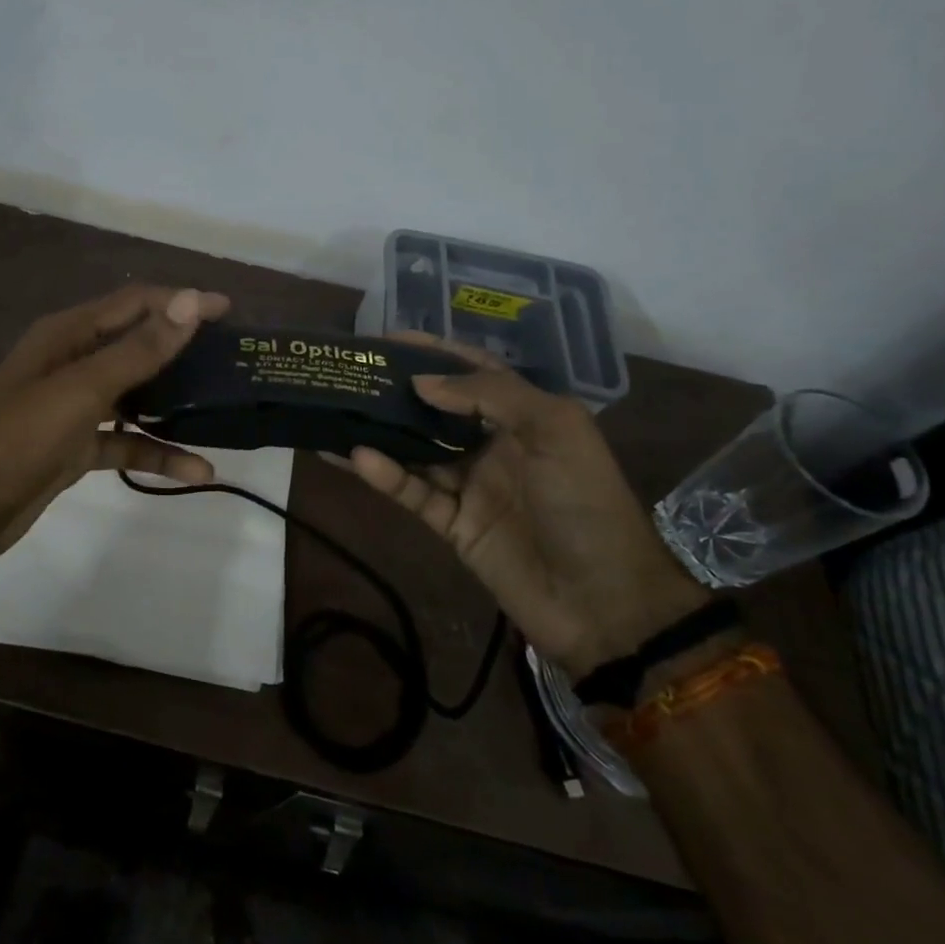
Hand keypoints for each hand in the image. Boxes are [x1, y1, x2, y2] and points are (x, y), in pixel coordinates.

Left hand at [0, 284, 230, 559]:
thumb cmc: (19, 436)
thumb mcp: (83, 389)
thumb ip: (139, 349)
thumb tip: (189, 302)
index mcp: (68, 334)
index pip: (134, 304)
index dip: (180, 302)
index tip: (228, 310)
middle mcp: (73, 362)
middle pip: (138, 346)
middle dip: (183, 350)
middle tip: (232, 358)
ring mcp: (75, 406)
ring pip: (136, 396)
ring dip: (175, 404)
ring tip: (223, 407)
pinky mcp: (77, 446)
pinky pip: (126, 442)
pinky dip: (157, 453)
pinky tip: (196, 471)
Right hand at [347, 335, 708, 679]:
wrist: (605, 604)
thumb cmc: (585, 503)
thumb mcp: (555, 431)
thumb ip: (490, 395)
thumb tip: (422, 382)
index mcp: (526, 418)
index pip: (475, 372)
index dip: (436, 353)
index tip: (390, 339)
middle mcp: (495, 445)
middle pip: (437, 410)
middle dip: (398, 390)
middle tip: (353, 373)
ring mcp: (472, 486)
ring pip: (416, 451)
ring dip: (381, 432)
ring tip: (338, 410)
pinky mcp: (453, 525)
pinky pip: (413, 493)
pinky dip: (386, 476)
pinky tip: (358, 457)